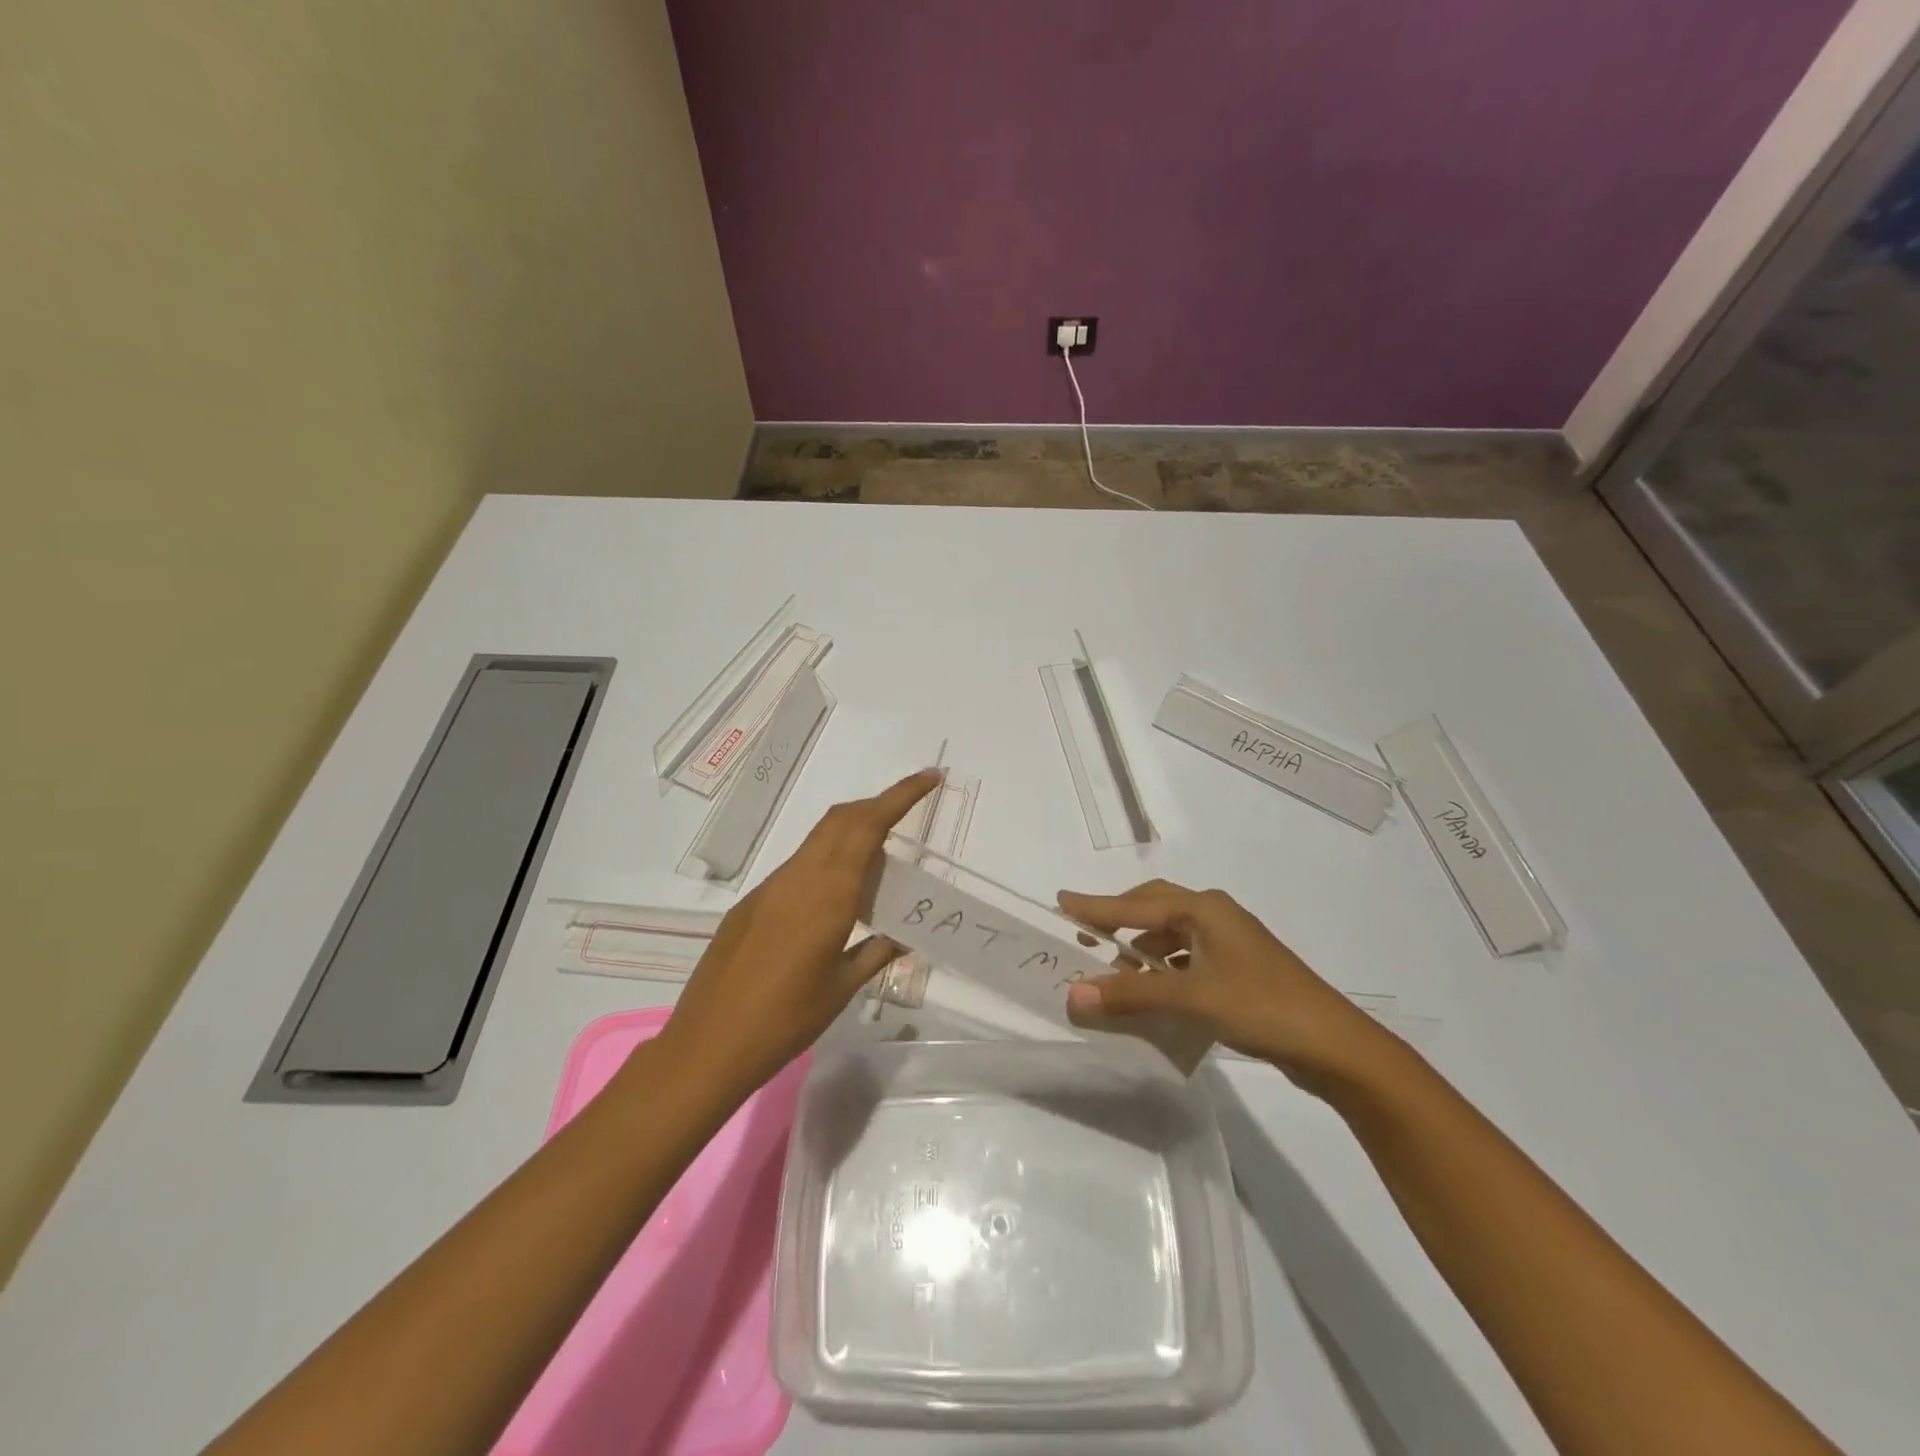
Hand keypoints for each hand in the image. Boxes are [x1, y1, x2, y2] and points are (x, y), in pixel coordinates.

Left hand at [660, 769, 941, 1090]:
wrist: (708, 1045)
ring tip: (881, 866)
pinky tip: (837, 901)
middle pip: (842, 819)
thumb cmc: (785, 1020)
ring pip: (819, 840)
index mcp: (828, 893)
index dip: (901, 795)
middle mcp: (799, 877)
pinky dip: (828, 863)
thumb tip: (903, 935)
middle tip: (909, 816)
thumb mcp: (842, 987)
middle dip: (878, 806)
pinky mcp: (753, 903)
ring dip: (853, 834)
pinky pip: (800, 866)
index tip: (930, 777)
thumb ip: (876, 952)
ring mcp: (771, 887)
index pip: (869, 825)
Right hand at [1057, 880, 1395, 1090]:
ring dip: (1141, 950)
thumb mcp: (1191, 998)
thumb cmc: (1261, 1006)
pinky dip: (1163, 970)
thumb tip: (1073, 995)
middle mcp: (1216, 916)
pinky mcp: (1240, 970)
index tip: (1061, 902)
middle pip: (1155, 908)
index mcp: (1204, 909)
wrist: (1336, 1046)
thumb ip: (1131, 996)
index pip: (1136, 903)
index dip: (1096, 905)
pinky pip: (1187, 959)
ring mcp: (1231, 943)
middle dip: (1119, 919)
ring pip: (1172, 936)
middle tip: (1085, 934)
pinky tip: (1154, 993)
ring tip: (1114, 971)